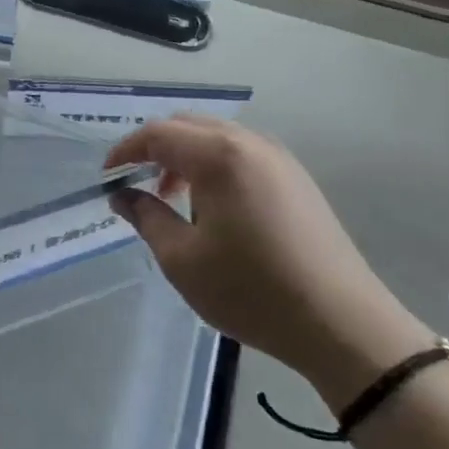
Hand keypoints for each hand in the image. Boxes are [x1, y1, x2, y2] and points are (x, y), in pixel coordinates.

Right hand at [106, 117, 433, 411]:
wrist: (341, 322)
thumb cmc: (251, 290)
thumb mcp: (183, 260)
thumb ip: (146, 217)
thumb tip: (122, 195)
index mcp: (219, 155)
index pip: (158, 133)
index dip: (125, 151)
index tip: (107, 178)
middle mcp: (250, 142)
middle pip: (188, 126)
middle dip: (155, 149)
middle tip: (137, 186)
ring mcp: (279, 157)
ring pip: (217, 137)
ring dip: (186, 157)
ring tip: (174, 200)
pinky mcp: (296, 177)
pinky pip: (242, 153)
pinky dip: (215, 166)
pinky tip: (214, 207)